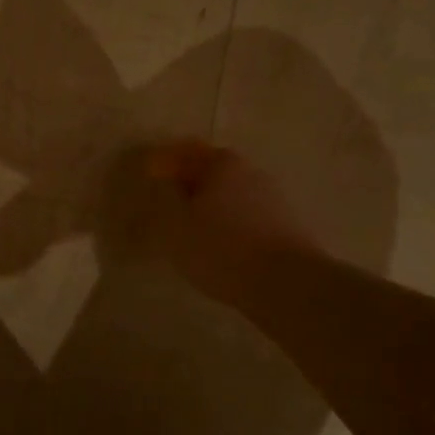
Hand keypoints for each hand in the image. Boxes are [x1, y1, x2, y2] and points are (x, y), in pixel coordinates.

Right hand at [146, 140, 320, 303]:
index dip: (164, 163)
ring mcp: (273, 199)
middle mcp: (251, 172)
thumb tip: (166, 185)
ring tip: (189, 231)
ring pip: (229, 196)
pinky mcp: (285, 226)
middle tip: (166, 205)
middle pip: (211, 172)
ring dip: (209, 207)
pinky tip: (217, 247)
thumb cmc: (220, 247)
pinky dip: (227, 225)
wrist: (286, 283)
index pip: (186, 151)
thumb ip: (164, 198)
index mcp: (222, 164)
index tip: (148, 178)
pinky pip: (245, 217)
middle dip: (188, 185)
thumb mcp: (174, 225)